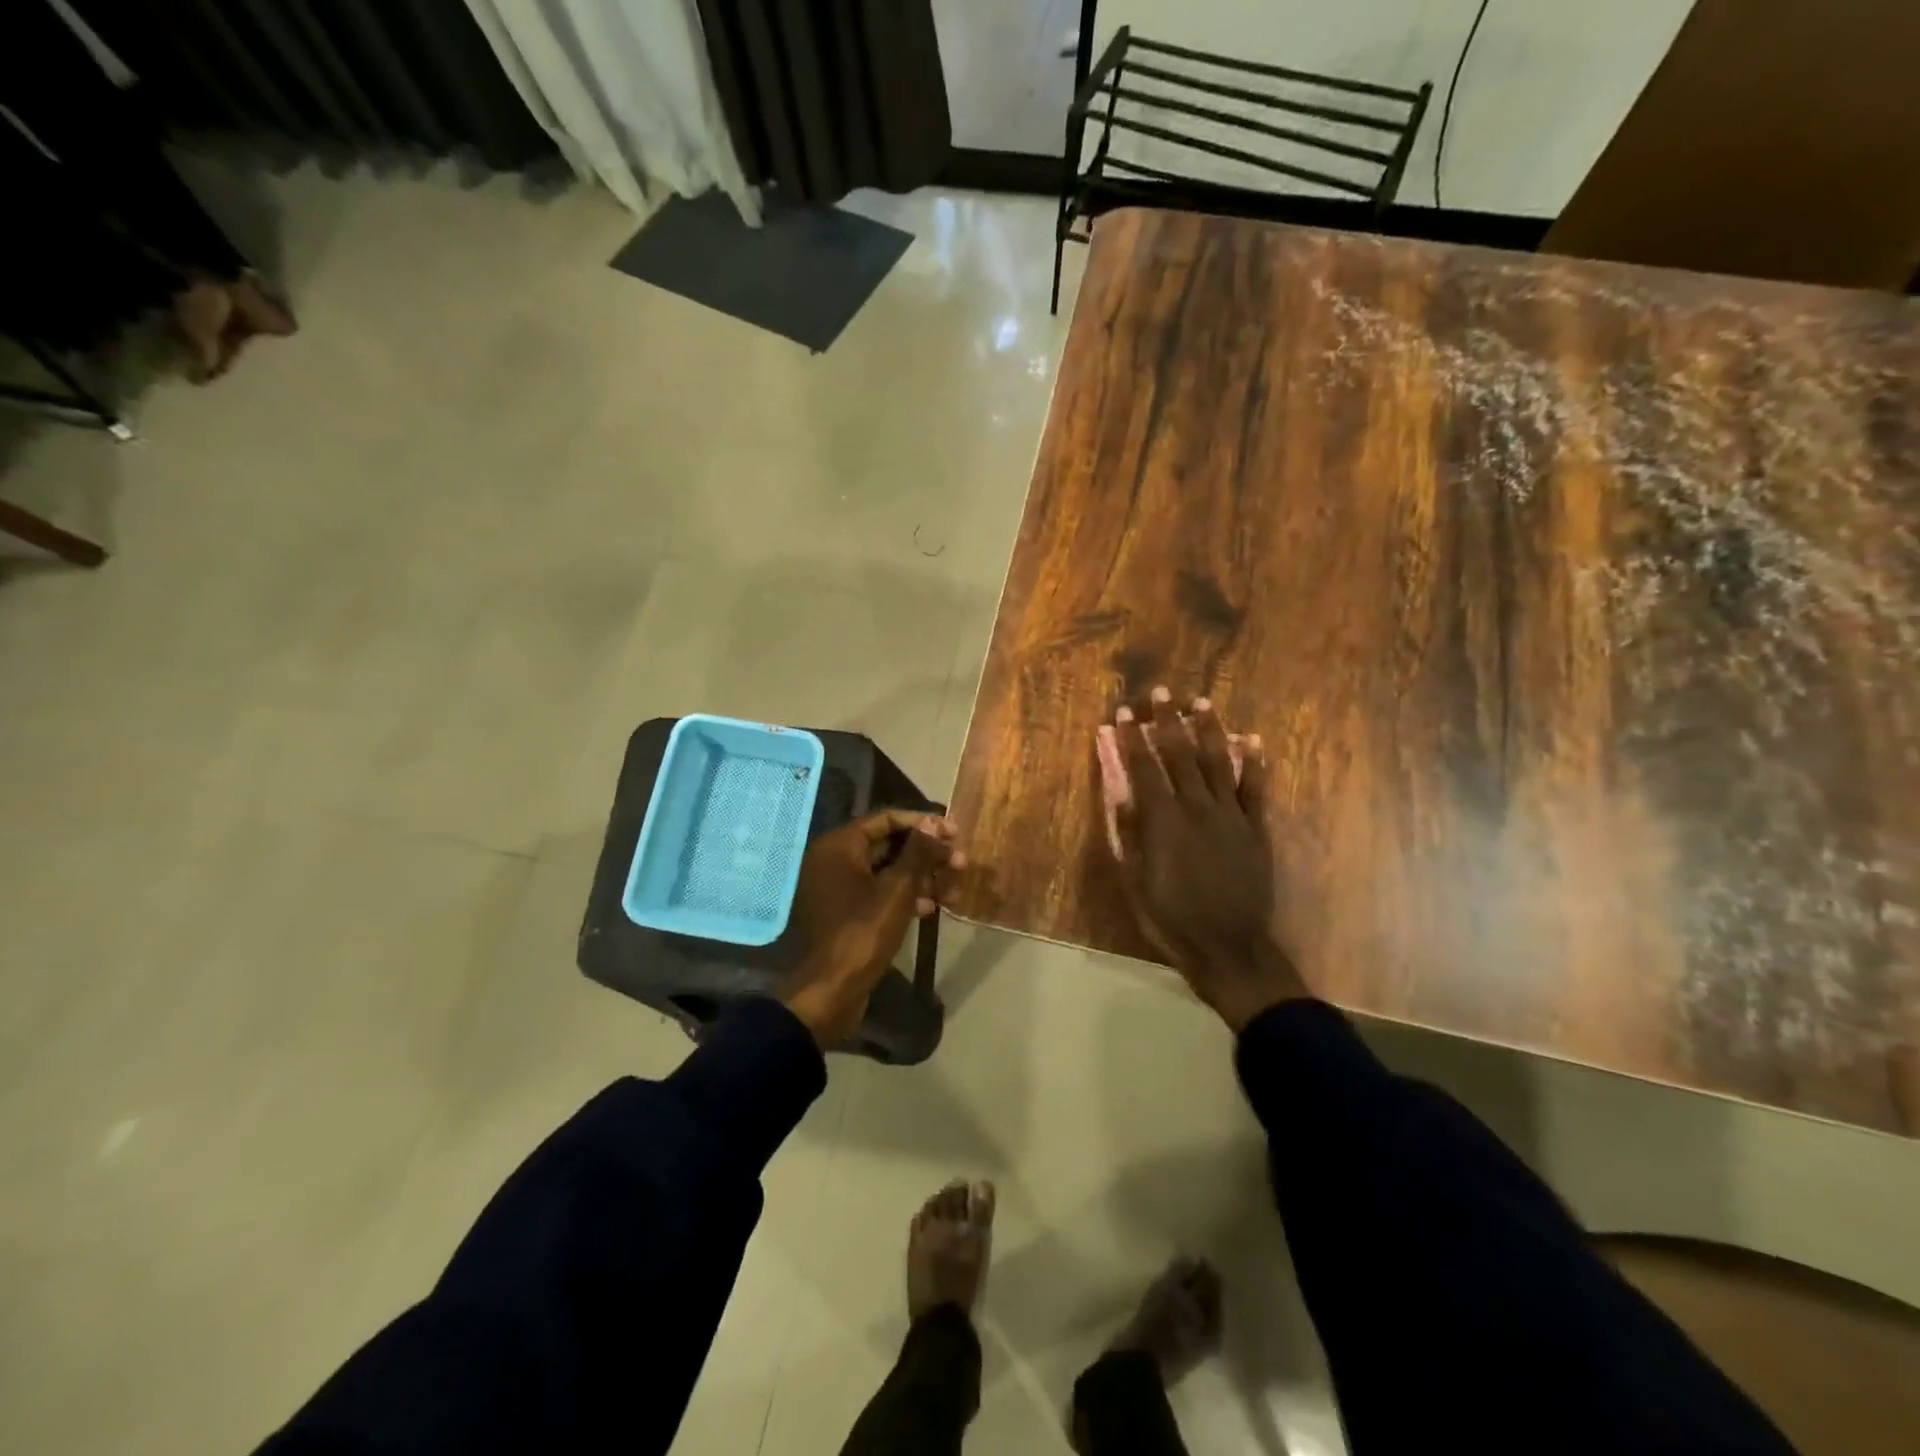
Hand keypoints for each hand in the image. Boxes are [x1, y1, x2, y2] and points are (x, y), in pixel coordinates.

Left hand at [782, 811, 962, 1045]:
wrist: (831, 991)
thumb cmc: (863, 931)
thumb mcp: (897, 889)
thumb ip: (918, 851)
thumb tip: (934, 821)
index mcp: (840, 846)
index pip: (886, 819)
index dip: (923, 823)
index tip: (954, 832)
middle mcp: (835, 860)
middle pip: (888, 844)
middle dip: (926, 853)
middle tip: (960, 862)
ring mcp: (839, 888)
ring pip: (887, 871)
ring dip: (921, 877)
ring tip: (953, 889)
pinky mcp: (847, 913)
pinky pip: (879, 893)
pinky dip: (905, 896)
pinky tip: (931, 907)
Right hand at [1111, 688, 1306, 1029]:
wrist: (1228, 946)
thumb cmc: (1170, 916)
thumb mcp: (1135, 880)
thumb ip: (1127, 833)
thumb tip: (1119, 793)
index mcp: (1163, 820)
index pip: (1143, 769)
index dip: (1132, 740)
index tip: (1124, 714)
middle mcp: (1198, 808)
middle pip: (1181, 755)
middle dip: (1168, 722)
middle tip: (1162, 693)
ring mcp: (1232, 816)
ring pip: (1220, 762)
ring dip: (1210, 730)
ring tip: (1202, 703)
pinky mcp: (1257, 829)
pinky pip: (1257, 789)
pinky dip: (1256, 763)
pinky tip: (1253, 740)